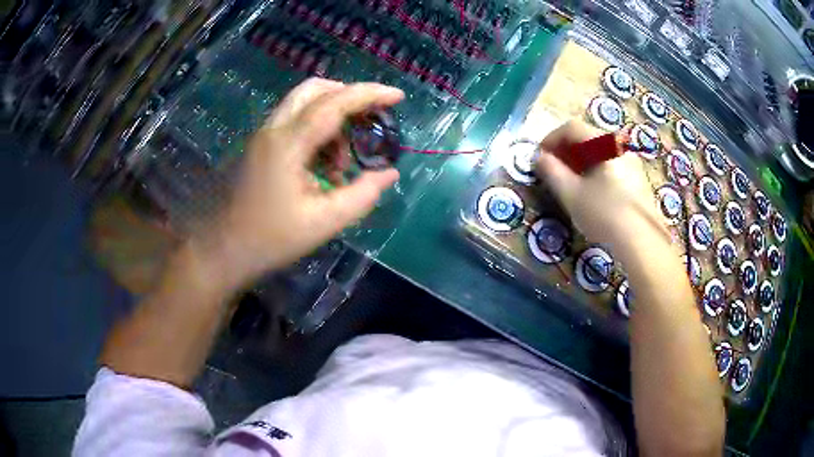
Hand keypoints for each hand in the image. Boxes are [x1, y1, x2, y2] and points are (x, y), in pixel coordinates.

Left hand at [202, 78, 403, 290]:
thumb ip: (361, 195)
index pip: (333, 103)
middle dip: (348, 97)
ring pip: (304, 104)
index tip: (397, 96)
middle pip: (315, 90)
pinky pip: (295, 122)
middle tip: (370, 120)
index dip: (368, 94)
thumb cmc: (272, 239)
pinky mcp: (261, 146)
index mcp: (288, 144)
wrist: (225, 250)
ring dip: (333, 119)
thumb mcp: (324, 223)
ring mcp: (264, 136)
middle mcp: (274, 130)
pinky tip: (324, 166)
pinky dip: (317, 131)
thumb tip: (389, 174)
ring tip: (343, 162)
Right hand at [535, 120, 660, 246]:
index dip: (551, 139)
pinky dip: (596, 171)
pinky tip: (593, 193)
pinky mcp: (639, 179)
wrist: (642, 241)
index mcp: (604, 143)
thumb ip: (551, 171)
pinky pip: (612, 166)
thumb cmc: (604, 213)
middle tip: (554, 171)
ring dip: (581, 162)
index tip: (540, 158)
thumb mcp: (571, 194)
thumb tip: (539, 157)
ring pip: (600, 153)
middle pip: (587, 138)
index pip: (571, 128)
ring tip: (571, 183)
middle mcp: (620, 146)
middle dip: (566, 151)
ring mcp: (632, 162)